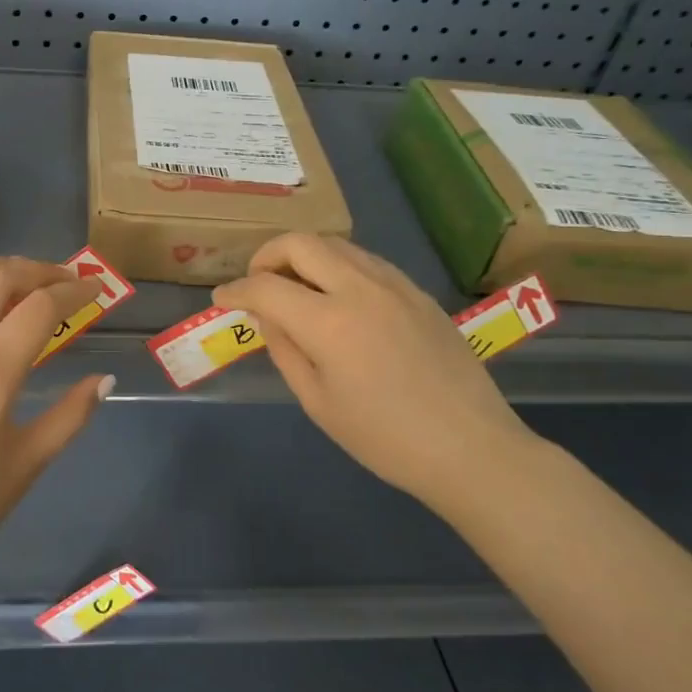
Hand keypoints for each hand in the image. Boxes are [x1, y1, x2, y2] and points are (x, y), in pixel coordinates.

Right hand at [214, 234, 542, 502]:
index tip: (221, 299)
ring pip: (336, 244)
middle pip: (301, 243)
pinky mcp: (417, 292)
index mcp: (329, 322)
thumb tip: (267, 316)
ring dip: (304, 256)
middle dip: (267, 255)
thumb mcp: (318, 402)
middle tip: (257, 282)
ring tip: (294, 287)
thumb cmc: (384, 438)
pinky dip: (338, 266)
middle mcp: (360, 289)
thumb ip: (285, 349)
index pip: (266, 287)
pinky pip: (366, 261)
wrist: (470, 448)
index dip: (235, 290)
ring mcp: (394, 285)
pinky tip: (337, 297)